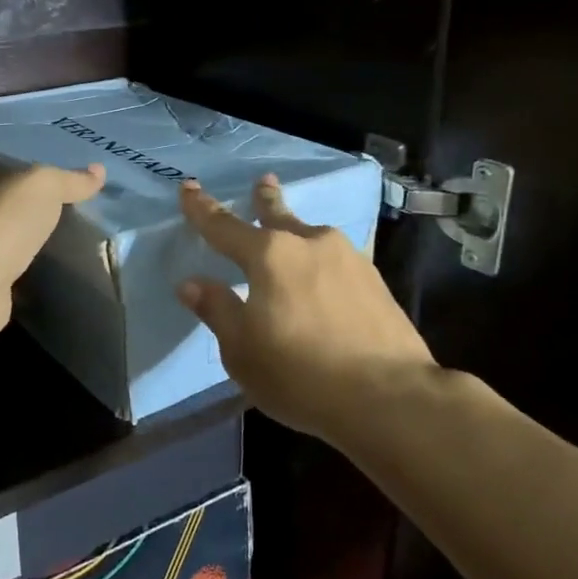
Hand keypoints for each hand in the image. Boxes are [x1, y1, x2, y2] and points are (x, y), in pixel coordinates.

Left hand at [0, 159, 105, 339]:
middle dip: (34, 207)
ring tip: (67, 240)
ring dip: (30, 238)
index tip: (67, 180)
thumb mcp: (45, 186)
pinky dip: (27, 267)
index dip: (36, 171)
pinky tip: (50, 269)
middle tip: (75, 211)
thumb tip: (99, 171)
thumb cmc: (6, 220)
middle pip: (8, 202)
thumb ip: (70, 179)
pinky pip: (11, 266)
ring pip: (9, 235)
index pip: (9, 167)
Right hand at [176, 174, 438, 438]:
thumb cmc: (300, 374)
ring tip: (294, 238)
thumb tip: (192, 282)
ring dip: (298, 233)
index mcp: (269, 255)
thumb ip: (217, 310)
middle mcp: (309, 243)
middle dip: (265, 198)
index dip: (201, 208)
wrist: (389, 396)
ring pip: (312, 236)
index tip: (187, 186)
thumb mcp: (242, 350)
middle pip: (279, 214)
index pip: (224, 226)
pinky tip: (327, 278)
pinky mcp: (376, 280)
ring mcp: (348, 258)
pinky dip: (323, 263)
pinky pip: (337, 261)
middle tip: (263, 181)